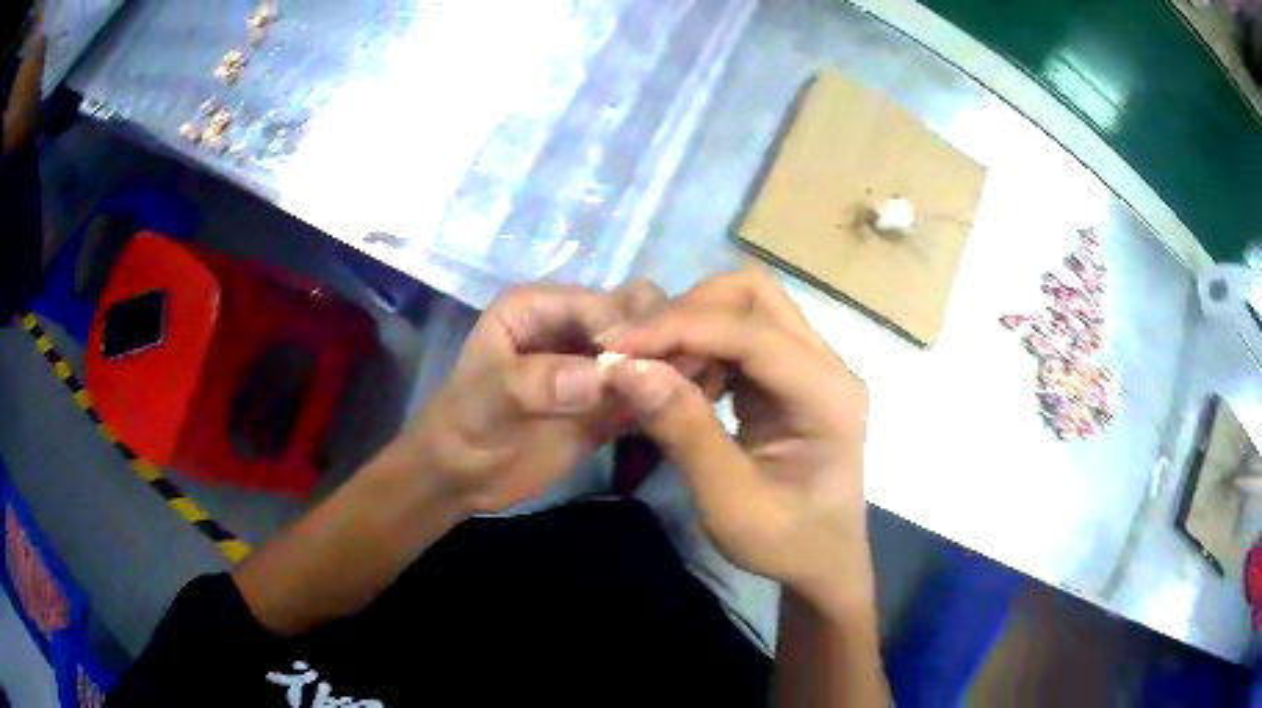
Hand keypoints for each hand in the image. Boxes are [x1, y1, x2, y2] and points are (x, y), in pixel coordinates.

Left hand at [394, 281, 665, 512]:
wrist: (461, 477)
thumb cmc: (464, 424)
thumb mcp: (491, 396)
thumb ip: (544, 380)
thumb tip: (610, 375)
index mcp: (540, 306)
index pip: (602, 302)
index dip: (627, 329)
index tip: (647, 364)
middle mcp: (574, 325)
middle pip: (638, 313)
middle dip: (660, 338)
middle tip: (676, 375)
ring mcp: (596, 364)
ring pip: (652, 348)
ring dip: (675, 364)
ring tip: (694, 389)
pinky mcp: (610, 401)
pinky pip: (649, 387)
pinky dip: (670, 392)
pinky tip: (687, 407)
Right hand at [605, 271, 873, 610]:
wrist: (822, 562)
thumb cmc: (785, 543)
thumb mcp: (729, 501)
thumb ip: (683, 429)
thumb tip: (626, 367)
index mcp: (827, 397)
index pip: (752, 332)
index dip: (681, 328)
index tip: (618, 347)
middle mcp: (828, 365)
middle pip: (755, 294)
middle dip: (689, 311)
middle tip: (638, 352)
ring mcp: (814, 365)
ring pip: (747, 306)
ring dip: (693, 326)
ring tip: (655, 370)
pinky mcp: (794, 374)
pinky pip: (742, 334)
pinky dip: (703, 345)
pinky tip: (683, 382)